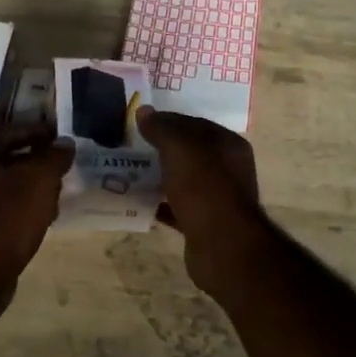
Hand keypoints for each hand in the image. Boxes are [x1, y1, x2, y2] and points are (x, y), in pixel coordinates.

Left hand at [0, 125, 72, 314]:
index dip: (33, 130)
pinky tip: (42, 219)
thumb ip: (54, 157)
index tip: (57, 135)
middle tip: (61, 165)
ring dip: (32, 186)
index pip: (7, 132)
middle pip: (7, 160)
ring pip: (8, 187)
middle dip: (36, 160)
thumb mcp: (39, 180)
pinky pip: (6, 210)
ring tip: (56, 193)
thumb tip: (65, 143)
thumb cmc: (9, 216)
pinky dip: (25, 208)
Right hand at [135, 107, 269, 298]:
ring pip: (182, 180)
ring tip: (128, 172)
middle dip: (160, 149)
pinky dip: (159, 203)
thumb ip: (161, 128)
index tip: (138, 123)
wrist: (222, 245)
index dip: (167, 120)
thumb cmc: (204, 187)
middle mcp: (227, 168)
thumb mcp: (179, 148)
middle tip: (129, 147)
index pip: (194, 123)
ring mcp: (216, 197)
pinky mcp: (203, 222)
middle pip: (189, 152)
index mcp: (227, 144)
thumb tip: (144, 111)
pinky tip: (136, 202)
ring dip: (158, 176)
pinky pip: (177, 206)